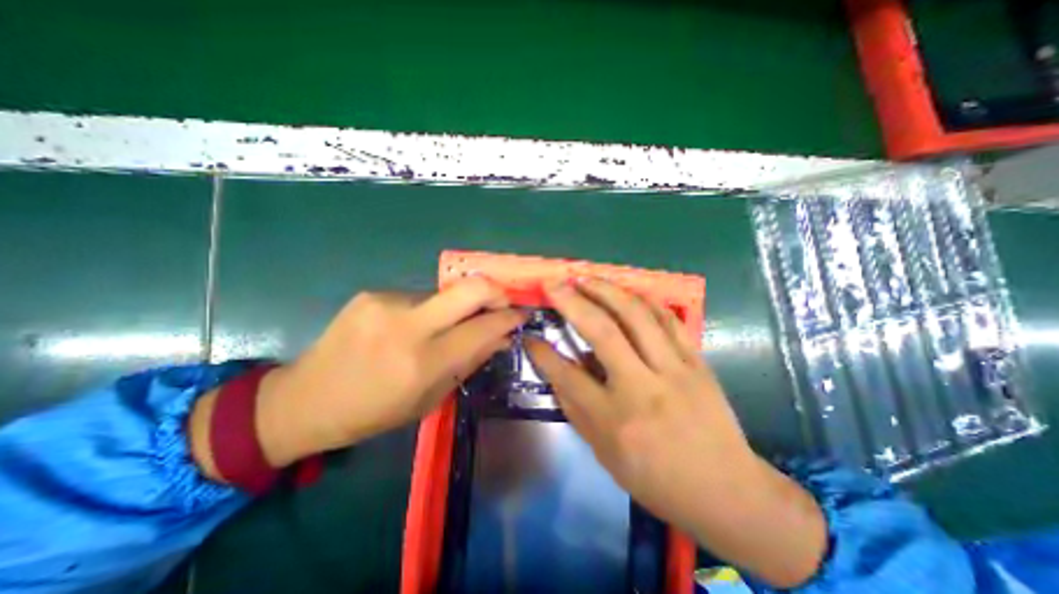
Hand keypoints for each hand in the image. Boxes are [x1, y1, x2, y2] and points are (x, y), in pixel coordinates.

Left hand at [250, 279, 524, 468]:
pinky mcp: (372, 294)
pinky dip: (428, 310)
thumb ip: (469, 362)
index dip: (509, 318)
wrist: (306, 399)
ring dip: (455, 308)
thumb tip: (501, 338)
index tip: (521, 315)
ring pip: (444, 294)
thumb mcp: (429, 398)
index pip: (483, 328)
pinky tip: (411, 327)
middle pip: (470, 287)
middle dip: (496, 291)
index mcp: (423, 362)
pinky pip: (418, 297)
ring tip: (444, 328)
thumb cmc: (374, 411)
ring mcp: (387, 303)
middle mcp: (408, 326)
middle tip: (502, 303)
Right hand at [527, 278, 826, 589]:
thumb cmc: (656, 479)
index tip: (529, 335)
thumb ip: (576, 408)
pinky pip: (668, 319)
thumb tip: (555, 370)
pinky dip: (643, 300)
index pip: (567, 375)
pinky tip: (625, 293)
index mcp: (615, 420)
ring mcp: (675, 370)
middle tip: (554, 284)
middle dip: (572, 302)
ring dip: (607, 290)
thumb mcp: (604, 453)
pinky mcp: (697, 362)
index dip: (543, 352)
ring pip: (637, 316)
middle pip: (603, 332)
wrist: (726, 491)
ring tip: (586, 278)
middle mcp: (643, 389)